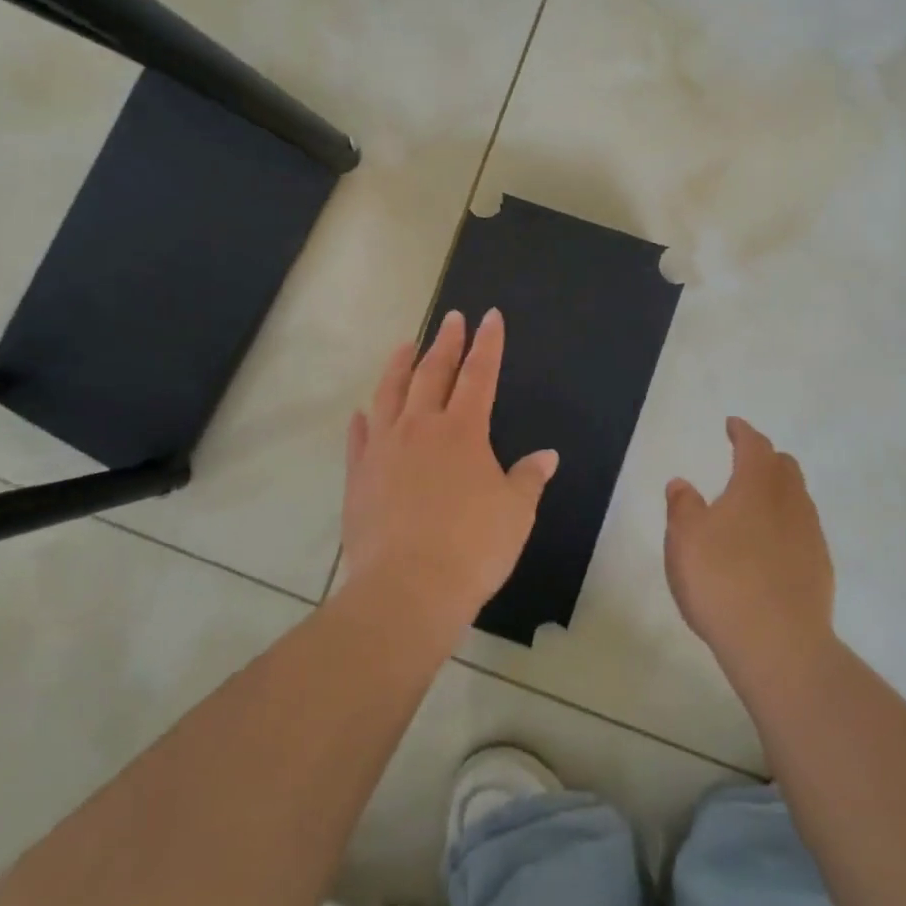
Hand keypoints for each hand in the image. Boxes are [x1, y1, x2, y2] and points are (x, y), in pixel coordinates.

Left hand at [340, 309, 557, 633]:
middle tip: (452, 318)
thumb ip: (529, 479)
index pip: (479, 374)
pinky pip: (360, 438)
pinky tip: (362, 413)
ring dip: (399, 366)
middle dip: (446, 342)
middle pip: (432, 373)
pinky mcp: (358, 476)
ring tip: (405, 345)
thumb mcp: (515, 513)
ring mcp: (384, 449)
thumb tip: (546, 456)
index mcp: (463, 431)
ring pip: (389, 394)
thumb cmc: (472, 548)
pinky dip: (363, 420)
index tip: (489, 316)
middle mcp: (421, 428)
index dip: (488, 344)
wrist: (406, 589)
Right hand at [665, 418, 834, 679]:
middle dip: (766, 458)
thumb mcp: (685, 540)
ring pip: (798, 499)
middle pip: (784, 467)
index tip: (733, 425)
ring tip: (756, 505)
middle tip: (746, 461)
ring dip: (778, 492)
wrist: (779, 645)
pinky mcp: (820, 569)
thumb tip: (682, 483)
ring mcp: (810, 536)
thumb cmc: (722, 581)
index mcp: (757, 486)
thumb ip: (682, 506)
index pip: (755, 446)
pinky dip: (787, 525)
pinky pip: (803, 531)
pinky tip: (771, 547)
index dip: (743, 432)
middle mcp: (790, 502)